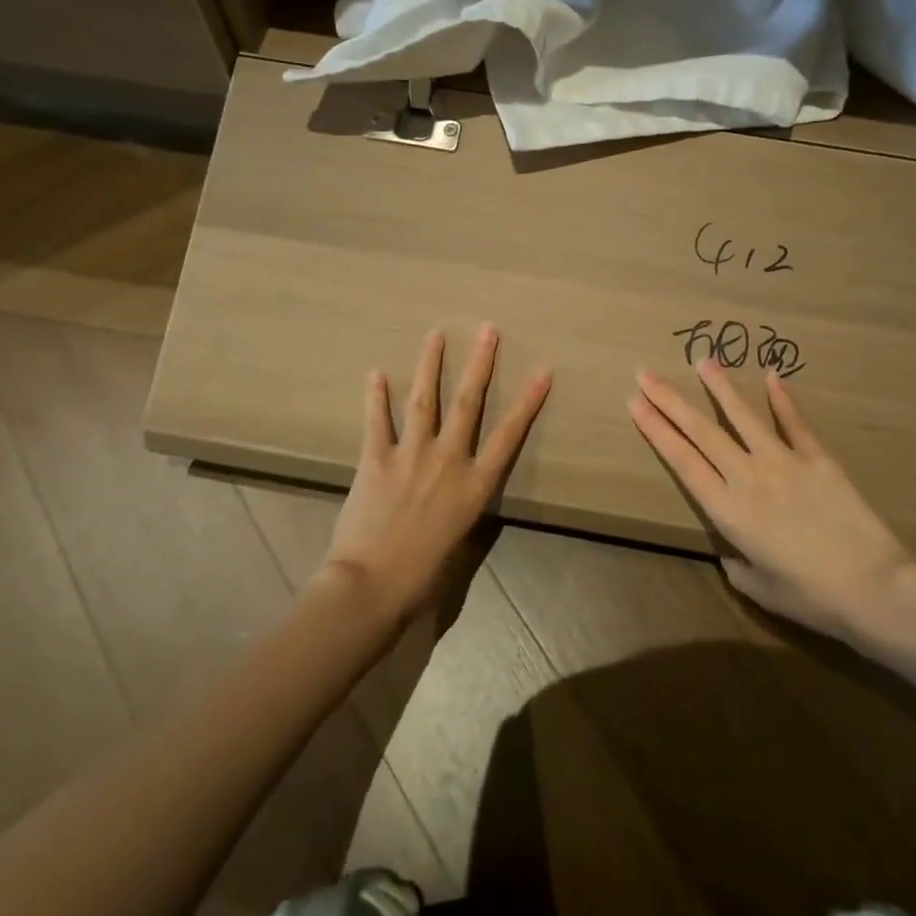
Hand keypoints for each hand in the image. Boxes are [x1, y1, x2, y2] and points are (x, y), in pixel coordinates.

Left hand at [324, 326, 551, 627]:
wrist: (372, 585)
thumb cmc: (422, 575)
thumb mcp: (459, 540)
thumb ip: (461, 507)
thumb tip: (458, 491)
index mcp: (474, 485)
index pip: (508, 435)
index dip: (527, 402)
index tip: (542, 372)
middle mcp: (448, 461)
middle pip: (468, 402)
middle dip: (480, 363)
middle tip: (488, 330)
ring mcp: (411, 455)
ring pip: (424, 399)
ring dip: (430, 364)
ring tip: (435, 335)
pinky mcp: (376, 459)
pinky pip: (377, 420)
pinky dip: (376, 396)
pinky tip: (376, 373)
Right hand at [628, 361, 915, 638]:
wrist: (874, 588)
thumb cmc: (811, 597)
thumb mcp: (758, 587)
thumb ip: (736, 561)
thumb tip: (732, 547)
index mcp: (727, 510)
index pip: (682, 460)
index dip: (656, 430)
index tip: (635, 402)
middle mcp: (748, 476)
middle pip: (701, 431)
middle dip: (670, 400)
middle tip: (646, 373)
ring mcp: (784, 462)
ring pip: (743, 417)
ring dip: (720, 387)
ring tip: (703, 360)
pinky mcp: (818, 459)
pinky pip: (795, 423)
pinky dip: (782, 399)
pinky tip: (772, 376)